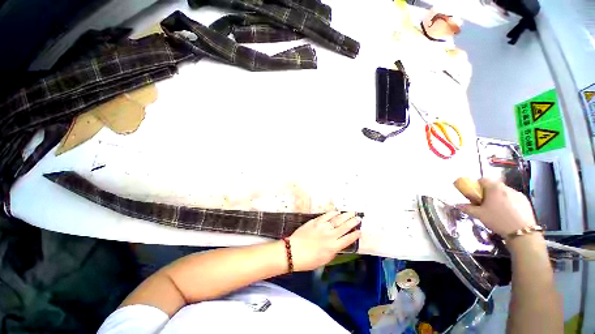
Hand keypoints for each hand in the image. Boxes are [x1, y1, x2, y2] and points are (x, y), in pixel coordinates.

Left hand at [288, 211, 361, 270]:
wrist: (293, 251)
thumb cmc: (308, 260)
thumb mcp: (324, 260)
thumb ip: (333, 251)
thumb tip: (339, 244)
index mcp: (333, 247)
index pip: (348, 239)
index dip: (355, 235)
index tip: (360, 231)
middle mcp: (330, 235)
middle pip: (344, 227)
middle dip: (353, 222)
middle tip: (358, 218)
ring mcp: (323, 227)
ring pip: (337, 220)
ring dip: (345, 216)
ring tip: (351, 212)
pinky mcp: (315, 221)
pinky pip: (326, 216)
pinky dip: (332, 213)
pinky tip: (337, 211)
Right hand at [456, 178, 535, 236]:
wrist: (522, 232)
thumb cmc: (497, 220)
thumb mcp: (479, 215)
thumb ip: (467, 208)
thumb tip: (456, 205)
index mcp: (494, 188)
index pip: (483, 179)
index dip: (477, 185)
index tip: (475, 194)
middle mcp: (506, 187)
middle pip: (494, 186)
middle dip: (488, 193)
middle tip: (485, 204)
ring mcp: (518, 194)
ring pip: (504, 192)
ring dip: (499, 198)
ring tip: (498, 210)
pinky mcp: (526, 201)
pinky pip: (514, 198)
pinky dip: (509, 203)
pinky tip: (509, 214)